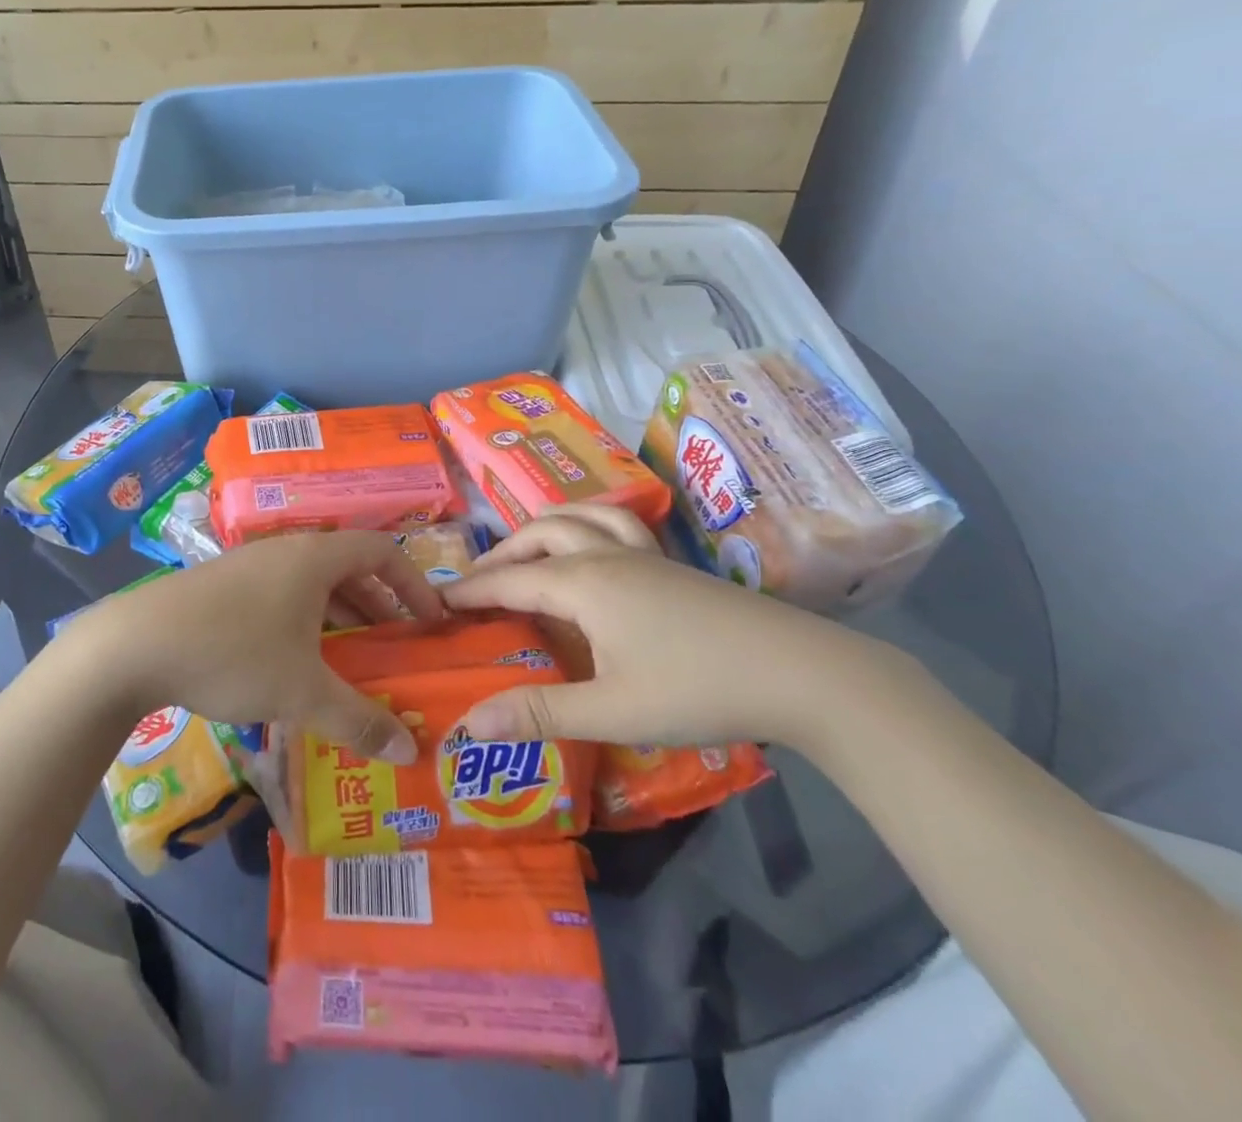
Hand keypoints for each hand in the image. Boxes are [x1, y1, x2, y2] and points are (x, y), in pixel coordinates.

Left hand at [68, 531, 443, 763]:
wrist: (134, 644)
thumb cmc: (233, 653)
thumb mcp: (302, 692)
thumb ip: (359, 719)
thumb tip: (410, 751)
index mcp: (314, 558)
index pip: (382, 550)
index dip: (414, 583)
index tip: (431, 622)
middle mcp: (285, 551)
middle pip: (347, 568)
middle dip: (377, 606)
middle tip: (394, 648)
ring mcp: (250, 566)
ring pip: (311, 585)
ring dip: (339, 618)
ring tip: (351, 662)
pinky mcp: (222, 587)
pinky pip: (281, 597)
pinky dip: (304, 624)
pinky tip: (295, 665)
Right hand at [444, 507, 875, 748]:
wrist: (803, 673)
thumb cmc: (698, 690)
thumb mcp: (611, 710)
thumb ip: (538, 713)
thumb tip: (469, 724)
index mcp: (582, 583)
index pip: (509, 579)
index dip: (470, 589)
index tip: (437, 599)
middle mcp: (605, 555)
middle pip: (538, 535)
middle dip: (501, 554)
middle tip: (478, 583)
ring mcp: (643, 554)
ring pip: (579, 516)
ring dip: (542, 527)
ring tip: (527, 549)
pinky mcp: (672, 564)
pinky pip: (616, 522)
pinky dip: (587, 523)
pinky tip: (596, 548)